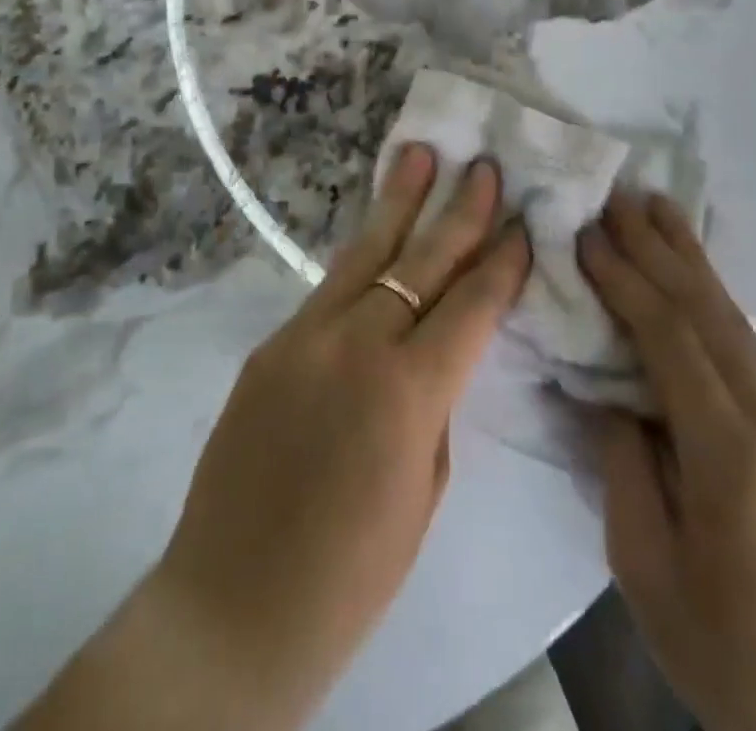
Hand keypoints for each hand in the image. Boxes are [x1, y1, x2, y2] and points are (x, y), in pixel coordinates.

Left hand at [21, 144, 530, 730]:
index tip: (522, 223)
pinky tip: (376, 232)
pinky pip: (328, 289)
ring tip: (419, 153)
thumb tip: (438, 348)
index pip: (470, 305)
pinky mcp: (271, 343)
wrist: (233, 602)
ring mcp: (306, 336)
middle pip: (421, 260)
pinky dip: (361, 255)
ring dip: (398, 201)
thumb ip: (434, 404)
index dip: (501, 262)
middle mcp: (358, 344)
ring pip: (366, 253)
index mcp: (409, 392)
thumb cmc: (351, 572)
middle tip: (483, 165)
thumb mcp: (423, 490)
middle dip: (459, 210)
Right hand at [579, 194, 755, 730]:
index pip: (670, 339)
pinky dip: (713, 301)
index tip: (587, 232)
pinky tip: (695, 277)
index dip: (625, 279)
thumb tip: (609, 390)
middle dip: (659, 246)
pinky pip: (748, 351)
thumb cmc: (727, 658)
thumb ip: (623, 462)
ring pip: (735, 322)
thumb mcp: (646, 566)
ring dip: (692, 260)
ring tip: (659, 207)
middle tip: (619, 193)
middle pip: (709, 312)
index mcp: (732, 458)